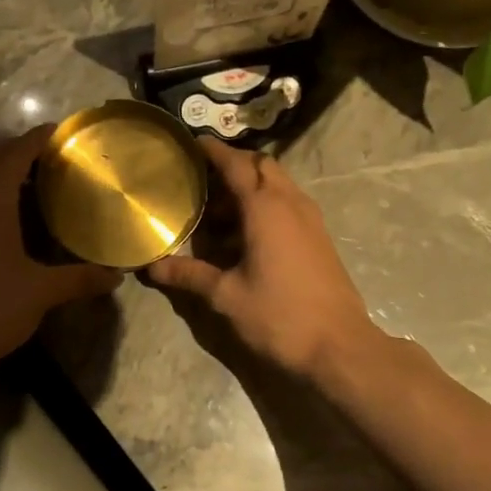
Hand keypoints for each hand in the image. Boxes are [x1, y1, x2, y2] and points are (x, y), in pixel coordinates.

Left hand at [0, 128, 121, 374]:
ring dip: (3, 167)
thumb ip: (81, 278)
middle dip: (19, 148)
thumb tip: (117, 276)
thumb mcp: (43, 292)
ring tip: (39, 176)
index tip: (61, 131)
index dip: (36, 138)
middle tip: (53, 153)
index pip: (14, 155)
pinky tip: (16, 210)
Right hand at [147, 139, 377, 379]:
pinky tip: (246, 234)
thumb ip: (189, 275)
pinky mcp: (320, 237)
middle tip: (203, 179)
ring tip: (219, 211)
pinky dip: (266, 204)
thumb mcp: (226, 296)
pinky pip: (290, 204)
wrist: (339, 347)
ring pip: (279, 184)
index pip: (235, 164)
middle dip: (234, 164)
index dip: (212, 151)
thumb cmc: (278, 316)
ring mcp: (311, 219)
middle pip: (262, 165)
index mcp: (265, 208)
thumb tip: (151, 267)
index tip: (191, 143)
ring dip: (251, 186)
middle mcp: (291, 203)